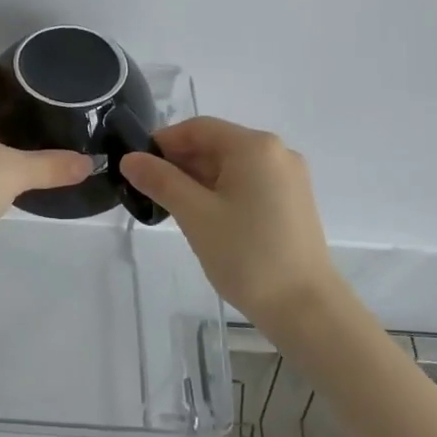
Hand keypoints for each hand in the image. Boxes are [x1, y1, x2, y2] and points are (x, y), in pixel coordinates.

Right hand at [120, 117, 341, 322]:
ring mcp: (290, 178)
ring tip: (173, 208)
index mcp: (254, 146)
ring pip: (233, 166)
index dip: (164, 142)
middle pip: (217, 144)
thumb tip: (130, 159)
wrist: (306, 308)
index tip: (137, 166)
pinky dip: (222, 192)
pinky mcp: (294, 202)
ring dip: (199, 179)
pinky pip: (249, 183)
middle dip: (181, 163)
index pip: (198, 128)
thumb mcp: (195, 215)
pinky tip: (205, 218)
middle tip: (150, 191)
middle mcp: (277, 152)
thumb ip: (161, 181)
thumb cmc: (247, 255)